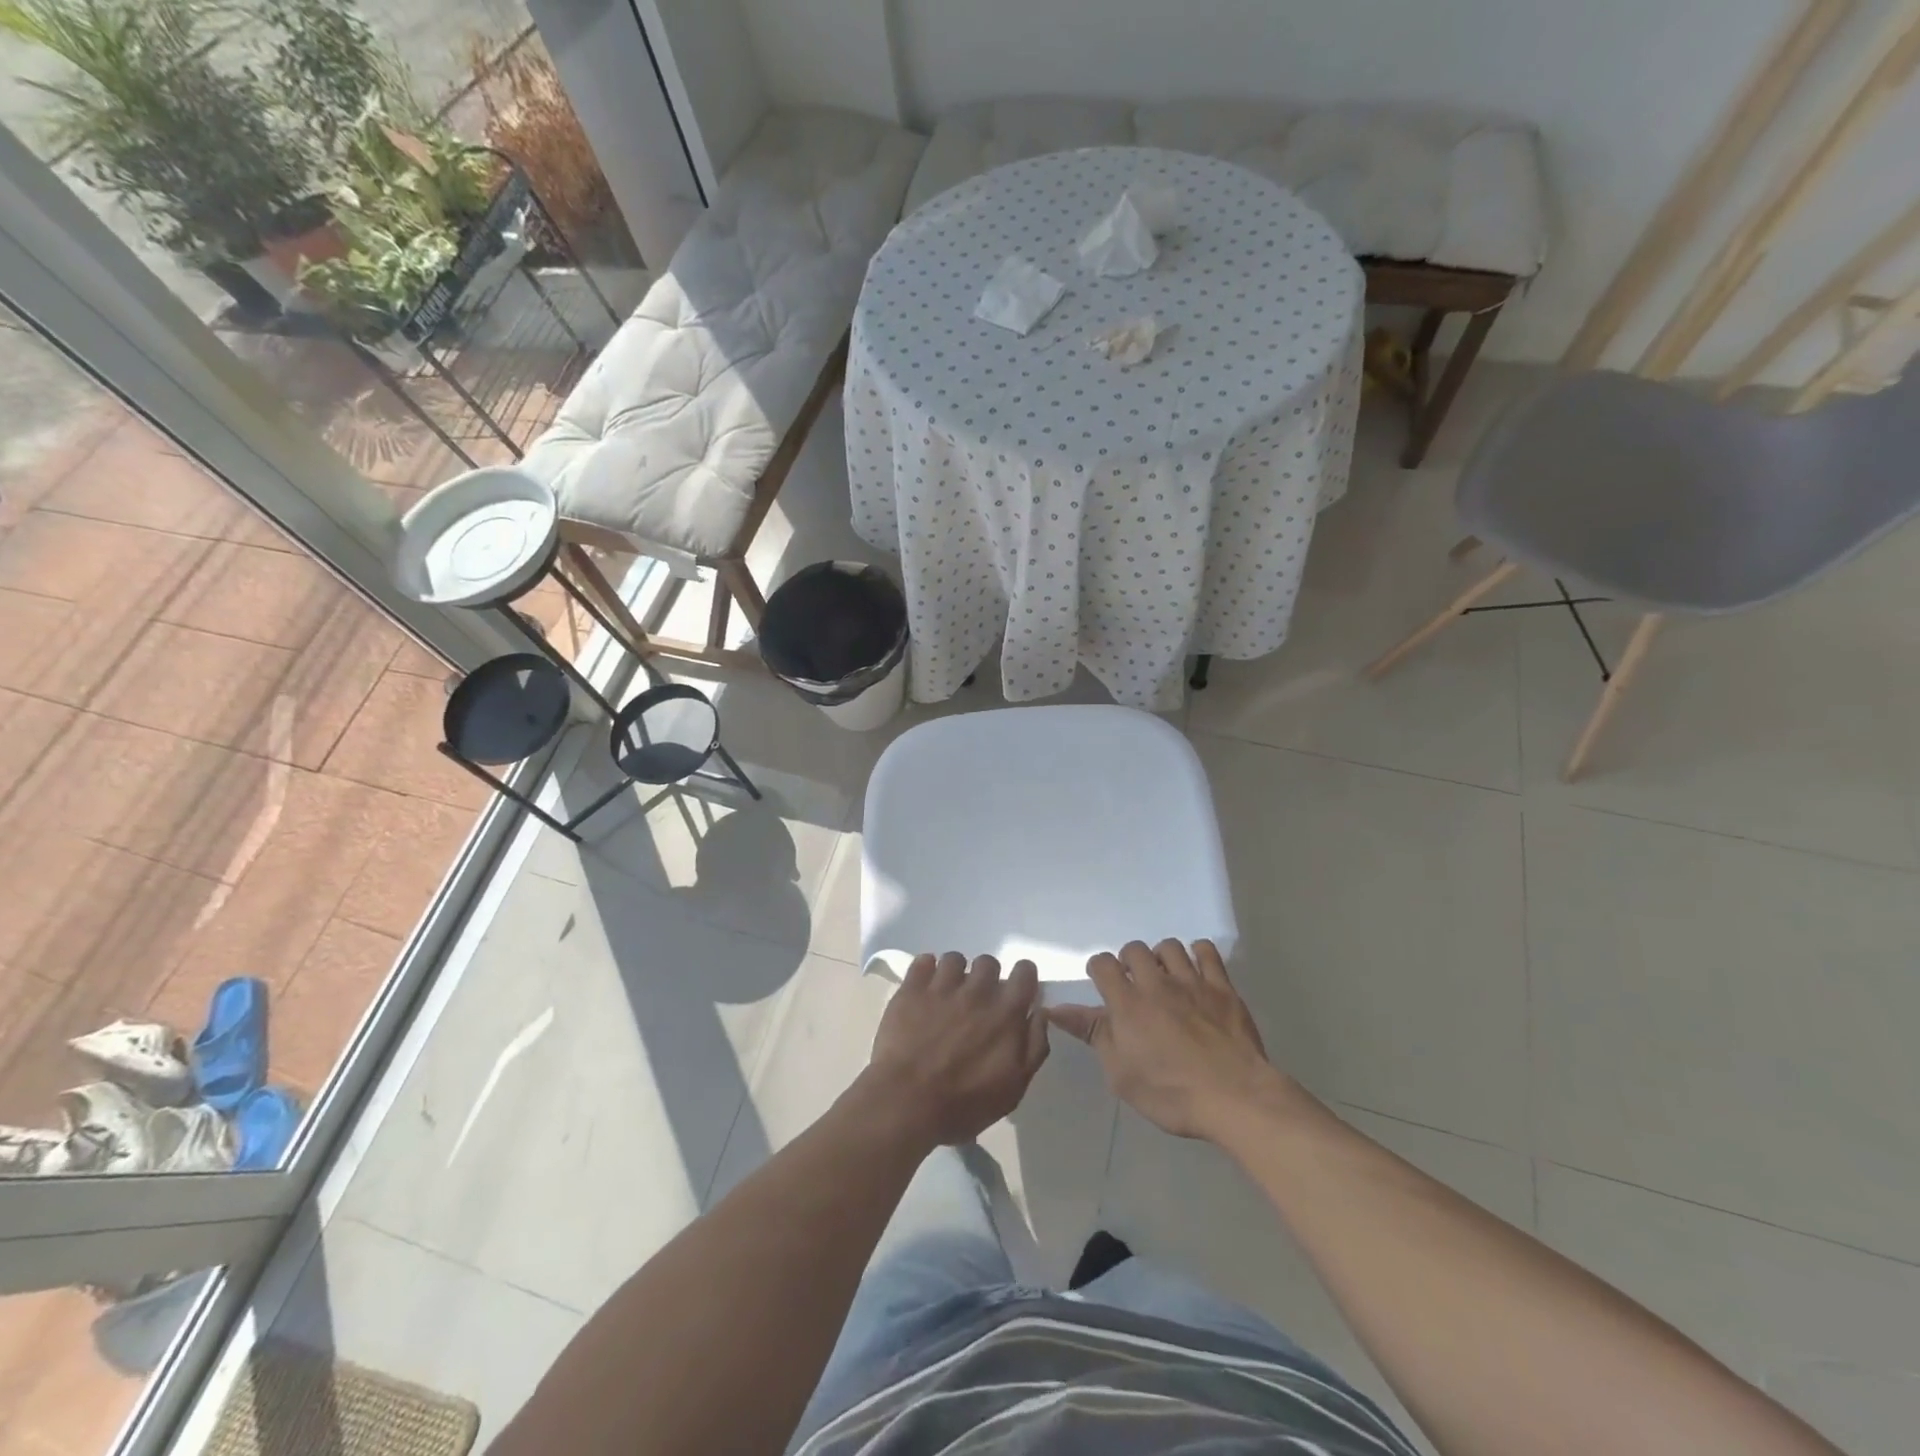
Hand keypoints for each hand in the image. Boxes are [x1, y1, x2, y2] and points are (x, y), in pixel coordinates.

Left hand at [862, 953, 1049, 1146]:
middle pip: (989, 962)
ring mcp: (942, 986)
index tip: (1015, 991)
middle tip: (977, 1001)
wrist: (907, 1102)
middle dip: (986, 977)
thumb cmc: (964, 1103)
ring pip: (955, 959)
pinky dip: (926, 969)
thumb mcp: (1014, 1088)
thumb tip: (1040, 1013)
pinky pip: (923, 961)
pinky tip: (924, 987)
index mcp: (1006, 1012)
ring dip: (955, 973)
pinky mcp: (912, 988)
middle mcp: (978, 990)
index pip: (1025, 972)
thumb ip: (1034, 1046)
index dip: (1022, 977)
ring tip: (947, 995)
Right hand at [1048, 939, 1303, 1141]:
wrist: (1235, 1098)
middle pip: (1135, 949)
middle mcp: (1156, 983)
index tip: (1104, 987)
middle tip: (1135, 986)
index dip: (1099, 970)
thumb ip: (1092, 1034)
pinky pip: (1206, 952)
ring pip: (1169, 946)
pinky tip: (1196, 972)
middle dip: (1130, 962)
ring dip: (1162, 958)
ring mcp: (1192, 981)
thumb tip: (1055, 1009)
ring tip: (1165, 979)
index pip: (1102, 963)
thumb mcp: (1121, 1074)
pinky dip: (1198, 954)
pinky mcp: (1222, 987)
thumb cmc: (1171, 1093)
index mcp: (1127, 1003)